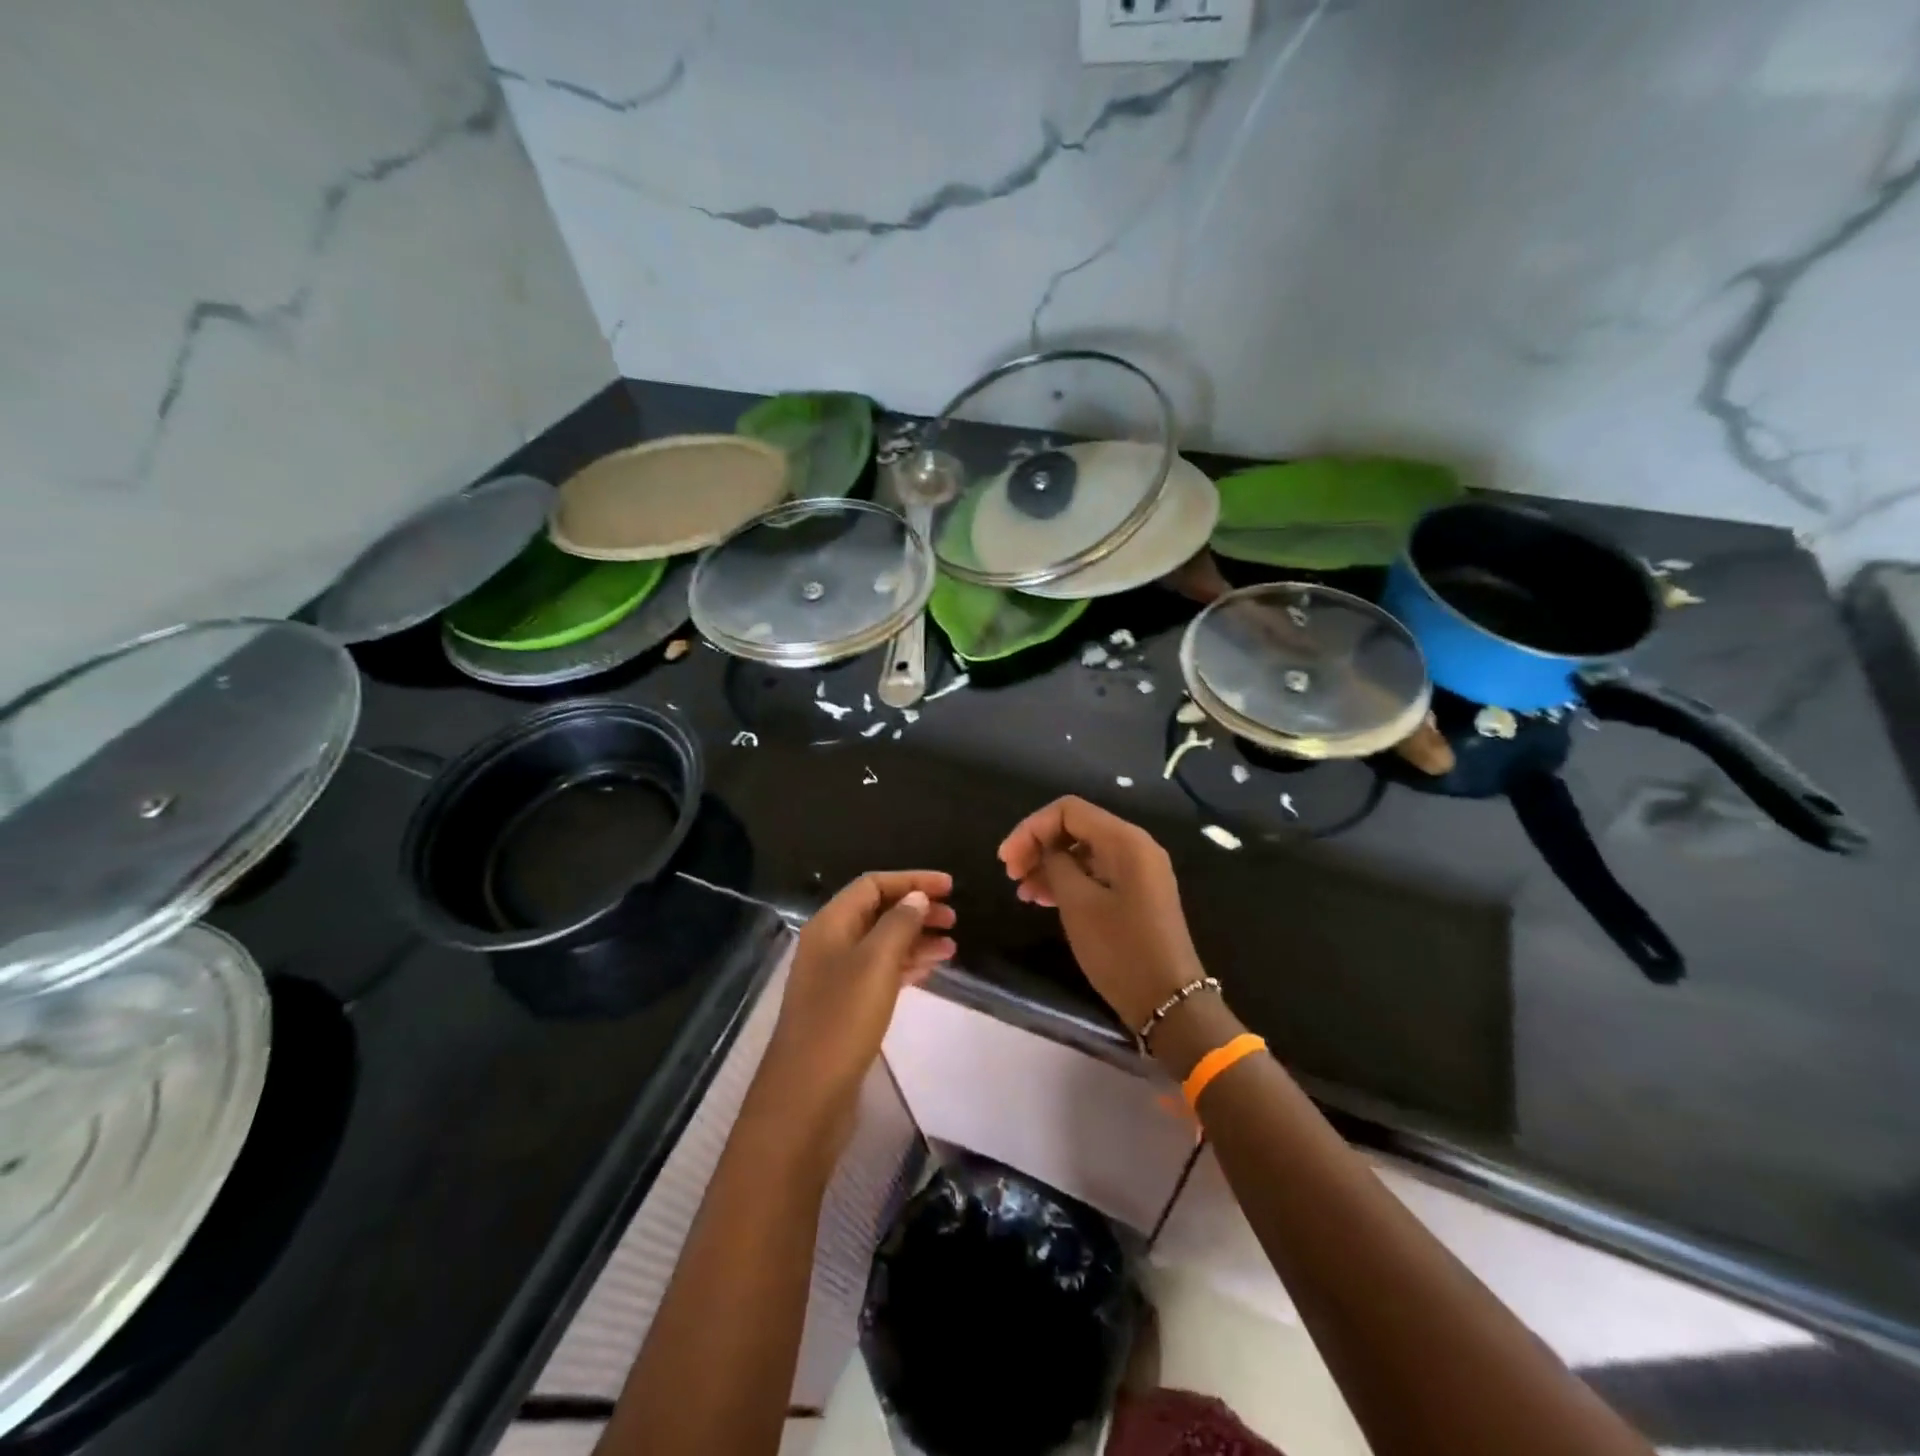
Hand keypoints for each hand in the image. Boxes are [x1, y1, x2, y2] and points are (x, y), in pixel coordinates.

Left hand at [758, 871, 955, 1143]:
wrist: (808, 1095)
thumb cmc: (842, 1020)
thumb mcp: (876, 963)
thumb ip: (899, 923)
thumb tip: (917, 897)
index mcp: (830, 924)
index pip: (872, 885)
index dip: (912, 881)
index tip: (950, 887)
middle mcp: (830, 944)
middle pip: (877, 912)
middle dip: (916, 910)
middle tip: (954, 919)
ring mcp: (836, 977)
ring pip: (882, 944)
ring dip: (916, 939)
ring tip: (952, 947)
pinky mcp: (845, 1007)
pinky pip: (881, 972)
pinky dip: (906, 966)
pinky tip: (931, 970)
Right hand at [998, 797, 1203, 1030]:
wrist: (1168, 1001)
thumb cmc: (1120, 950)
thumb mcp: (1078, 904)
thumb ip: (1056, 864)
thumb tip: (1047, 850)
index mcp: (1125, 840)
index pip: (1068, 811)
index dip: (1031, 829)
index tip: (1006, 861)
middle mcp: (1135, 846)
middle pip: (1076, 828)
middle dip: (1039, 845)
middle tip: (1011, 875)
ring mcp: (1138, 870)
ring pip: (1083, 851)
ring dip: (1050, 865)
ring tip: (1023, 893)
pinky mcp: (1136, 893)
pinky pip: (1096, 872)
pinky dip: (1068, 880)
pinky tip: (1043, 899)